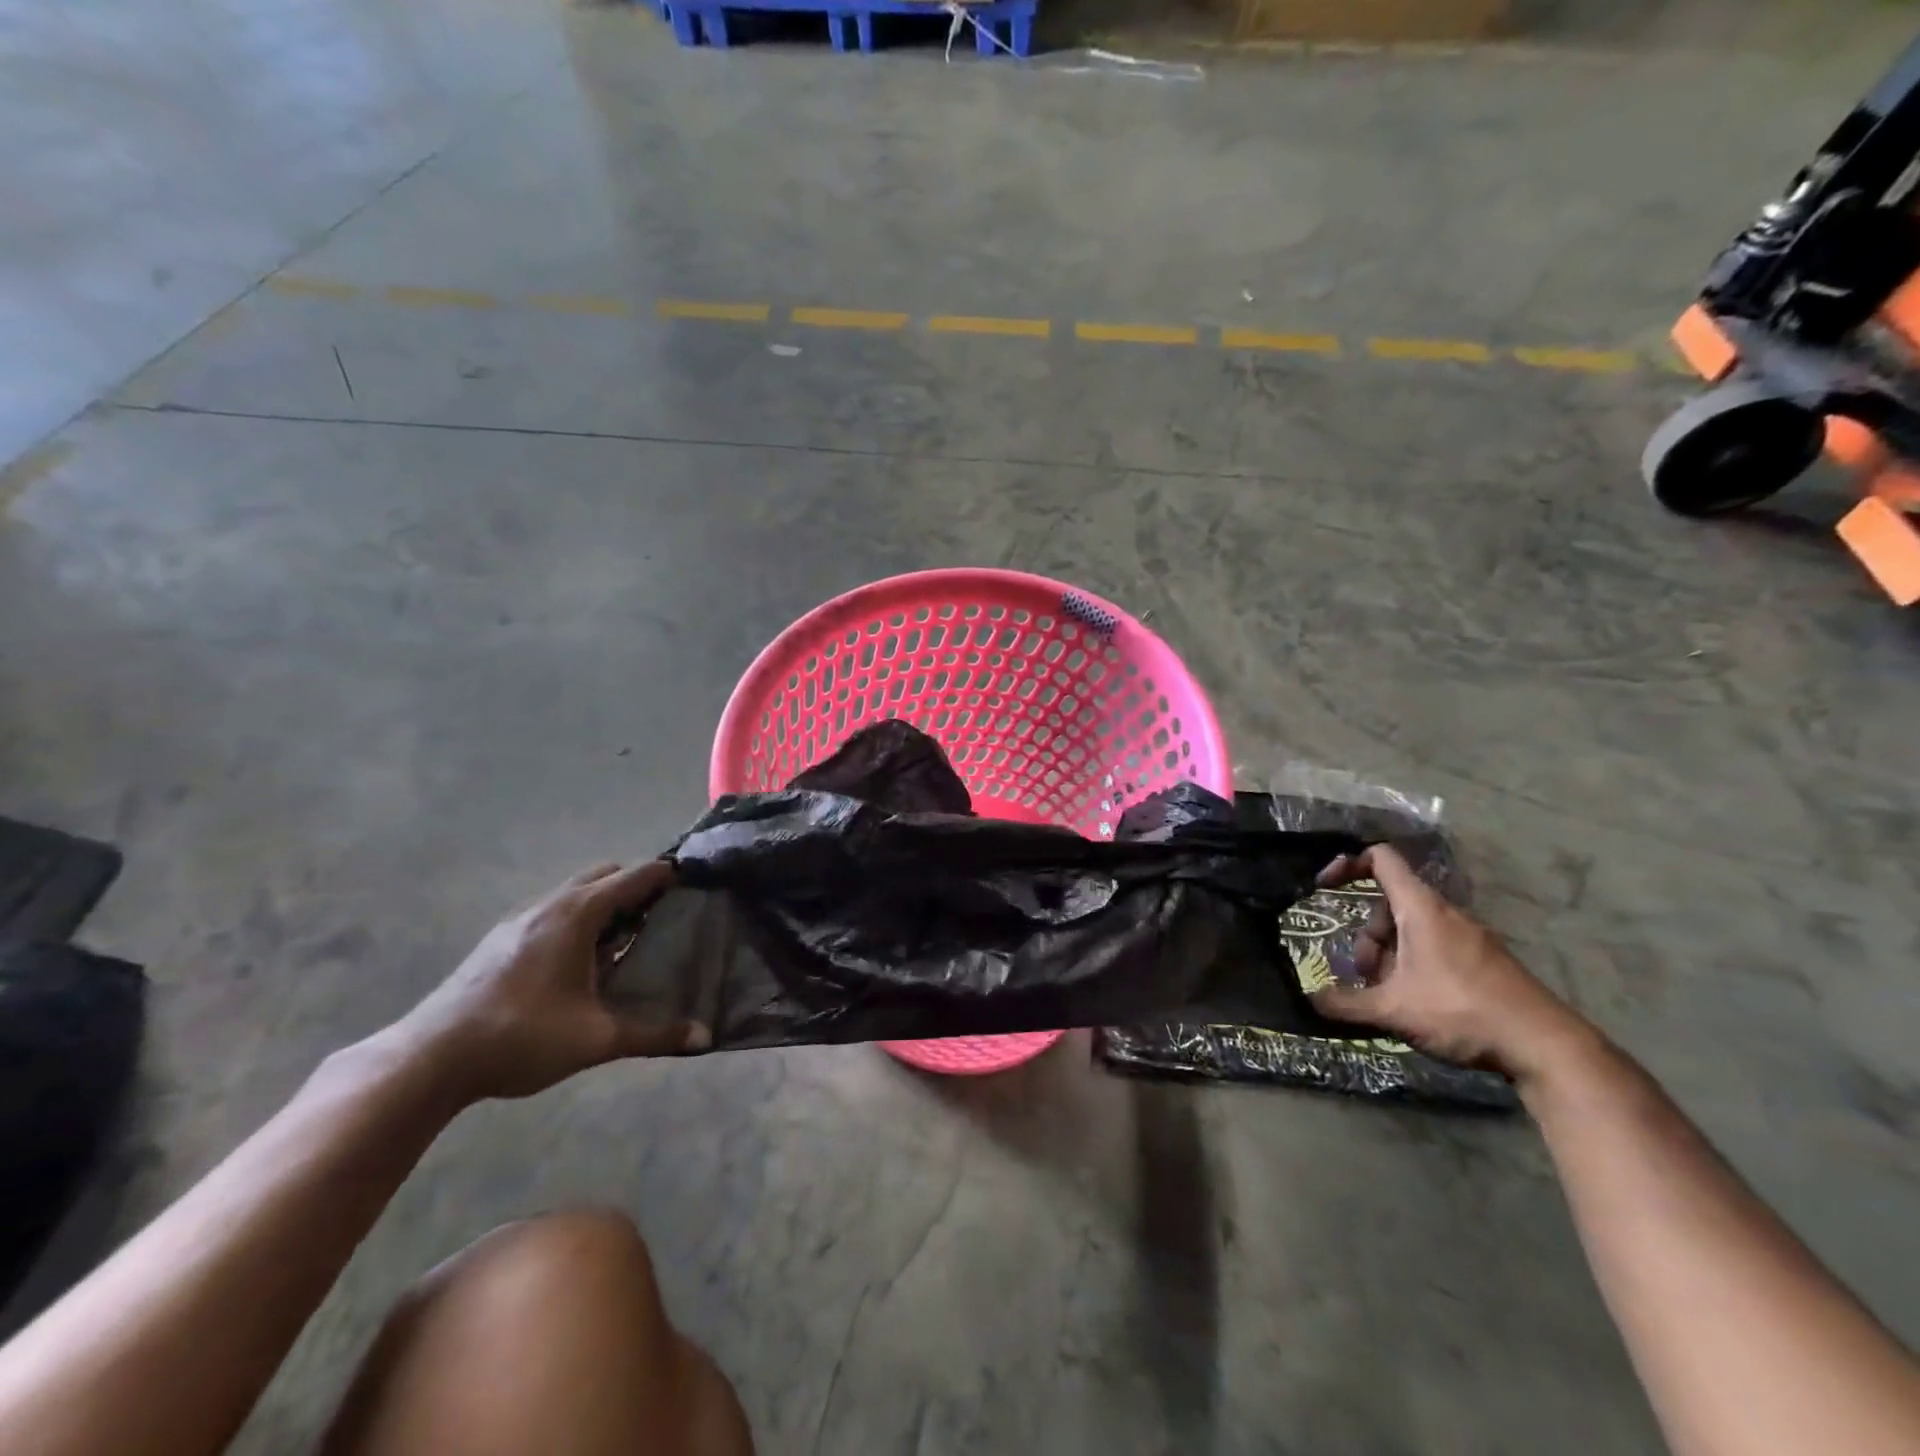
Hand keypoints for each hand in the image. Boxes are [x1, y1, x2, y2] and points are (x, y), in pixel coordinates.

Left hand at [398, 861, 707, 1101]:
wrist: (430, 1059)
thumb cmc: (522, 1037)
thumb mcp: (596, 1039)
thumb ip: (654, 1034)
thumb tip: (705, 1037)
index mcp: (578, 914)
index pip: (634, 877)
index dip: (665, 875)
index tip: (692, 881)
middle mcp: (550, 904)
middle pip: (604, 875)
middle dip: (634, 886)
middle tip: (660, 916)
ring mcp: (519, 919)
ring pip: (573, 892)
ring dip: (603, 903)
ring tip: (624, 939)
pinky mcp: (499, 938)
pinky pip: (551, 910)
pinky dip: (576, 918)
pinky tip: (578, 960)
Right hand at [1310, 845, 1590, 1081]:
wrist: (1547, 1047)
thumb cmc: (1462, 1012)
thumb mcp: (1393, 1010)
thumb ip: (1346, 1004)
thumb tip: (1308, 1000)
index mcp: (1421, 908)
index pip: (1381, 859)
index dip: (1347, 863)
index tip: (1323, 886)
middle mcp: (1445, 913)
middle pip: (1390, 905)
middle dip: (1368, 936)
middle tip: (1364, 974)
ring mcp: (1469, 936)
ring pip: (1412, 930)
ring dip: (1389, 955)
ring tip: (1389, 995)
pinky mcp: (1484, 960)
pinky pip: (1435, 946)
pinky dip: (1414, 964)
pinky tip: (1416, 1002)